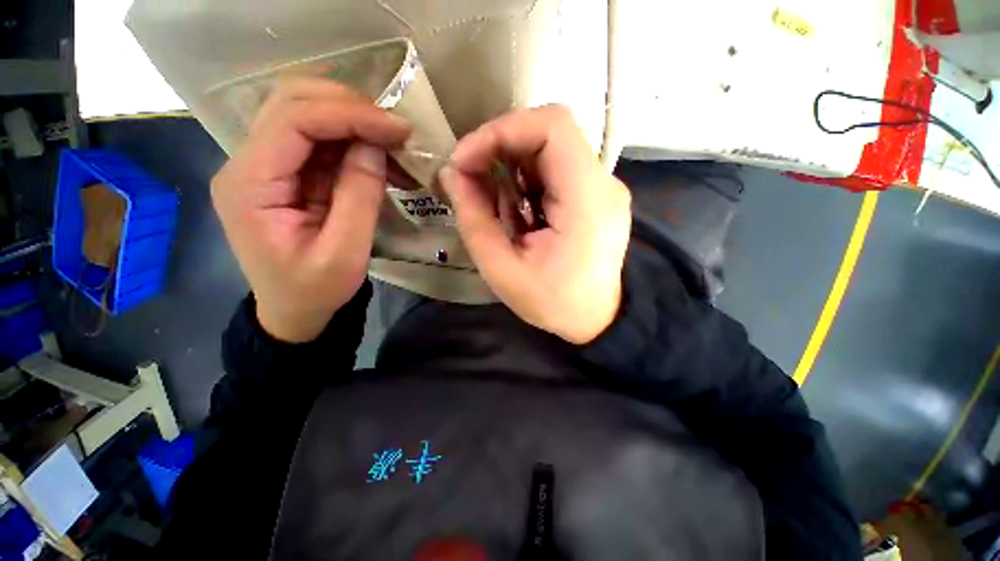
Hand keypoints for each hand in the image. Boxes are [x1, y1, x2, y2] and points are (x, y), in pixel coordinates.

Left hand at [211, 79, 410, 341]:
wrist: (293, 310)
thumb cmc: (315, 291)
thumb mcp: (345, 253)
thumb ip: (359, 197)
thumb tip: (375, 145)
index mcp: (250, 185)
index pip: (294, 120)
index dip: (350, 115)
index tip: (398, 128)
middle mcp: (247, 163)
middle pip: (291, 102)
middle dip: (349, 106)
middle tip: (395, 129)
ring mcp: (263, 165)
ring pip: (304, 113)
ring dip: (352, 120)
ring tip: (392, 143)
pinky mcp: (283, 173)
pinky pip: (317, 140)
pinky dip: (351, 140)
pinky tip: (378, 156)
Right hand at [439, 105, 630, 343]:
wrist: (598, 320)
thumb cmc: (554, 303)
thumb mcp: (503, 271)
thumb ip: (474, 220)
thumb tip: (451, 174)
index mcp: (587, 200)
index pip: (553, 126)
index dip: (502, 130)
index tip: (466, 160)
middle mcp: (602, 184)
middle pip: (550, 132)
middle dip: (501, 146)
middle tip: (471, 176)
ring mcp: (603, 188)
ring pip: (551, 149)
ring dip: (512, 165)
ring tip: (494, 202)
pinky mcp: (596, 196)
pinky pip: (556, 169)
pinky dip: (526, 179)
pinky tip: (516, 209)